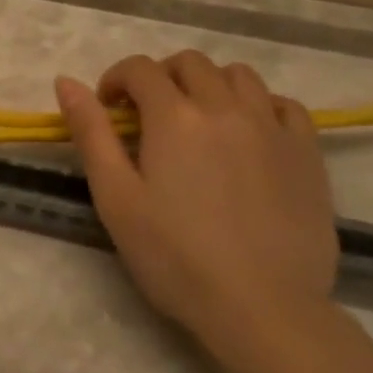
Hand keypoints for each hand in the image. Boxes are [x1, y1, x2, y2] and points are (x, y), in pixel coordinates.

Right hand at [55, 50, 338, 355]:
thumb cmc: (175, 256)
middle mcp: (224, 107)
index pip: (140, 68)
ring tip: (200, 119)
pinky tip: (249, 133)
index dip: (117, 79)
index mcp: (174, 116)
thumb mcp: (116, 197)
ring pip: (239, 75)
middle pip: (189, 63)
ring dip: (211, 84)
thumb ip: (91, 133)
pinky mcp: (307, 154)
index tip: (109, 109)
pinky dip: (261, 105)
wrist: (263, 309)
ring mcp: (271, 127)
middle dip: (161, 77)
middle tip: (150, 115)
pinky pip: (285, 105)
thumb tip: (66, 81)